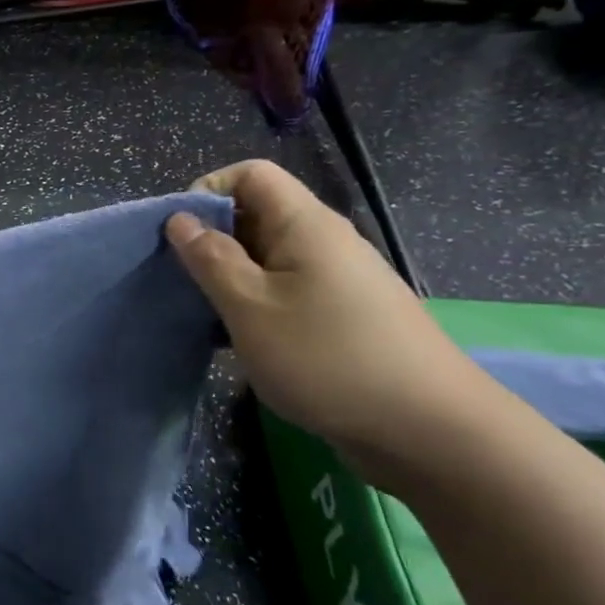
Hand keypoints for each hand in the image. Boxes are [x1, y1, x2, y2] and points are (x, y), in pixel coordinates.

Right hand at [165, 160, 486, 453]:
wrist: (426, 429)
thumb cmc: (326, 357)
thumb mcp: (250, 307)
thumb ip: (211, 259)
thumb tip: (180, 220)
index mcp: (305, 225)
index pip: (251, 175)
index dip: (207, 191)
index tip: (178, 236)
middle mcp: (324, 242)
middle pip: (256, 215)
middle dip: (210, 240)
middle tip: (180, 281)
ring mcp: (336, 280)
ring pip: (267, 258)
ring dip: (228, 278)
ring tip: (203, 315)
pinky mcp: (340, 315)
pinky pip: (284, 291)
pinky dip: (252, 305)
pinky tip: (237, 340)